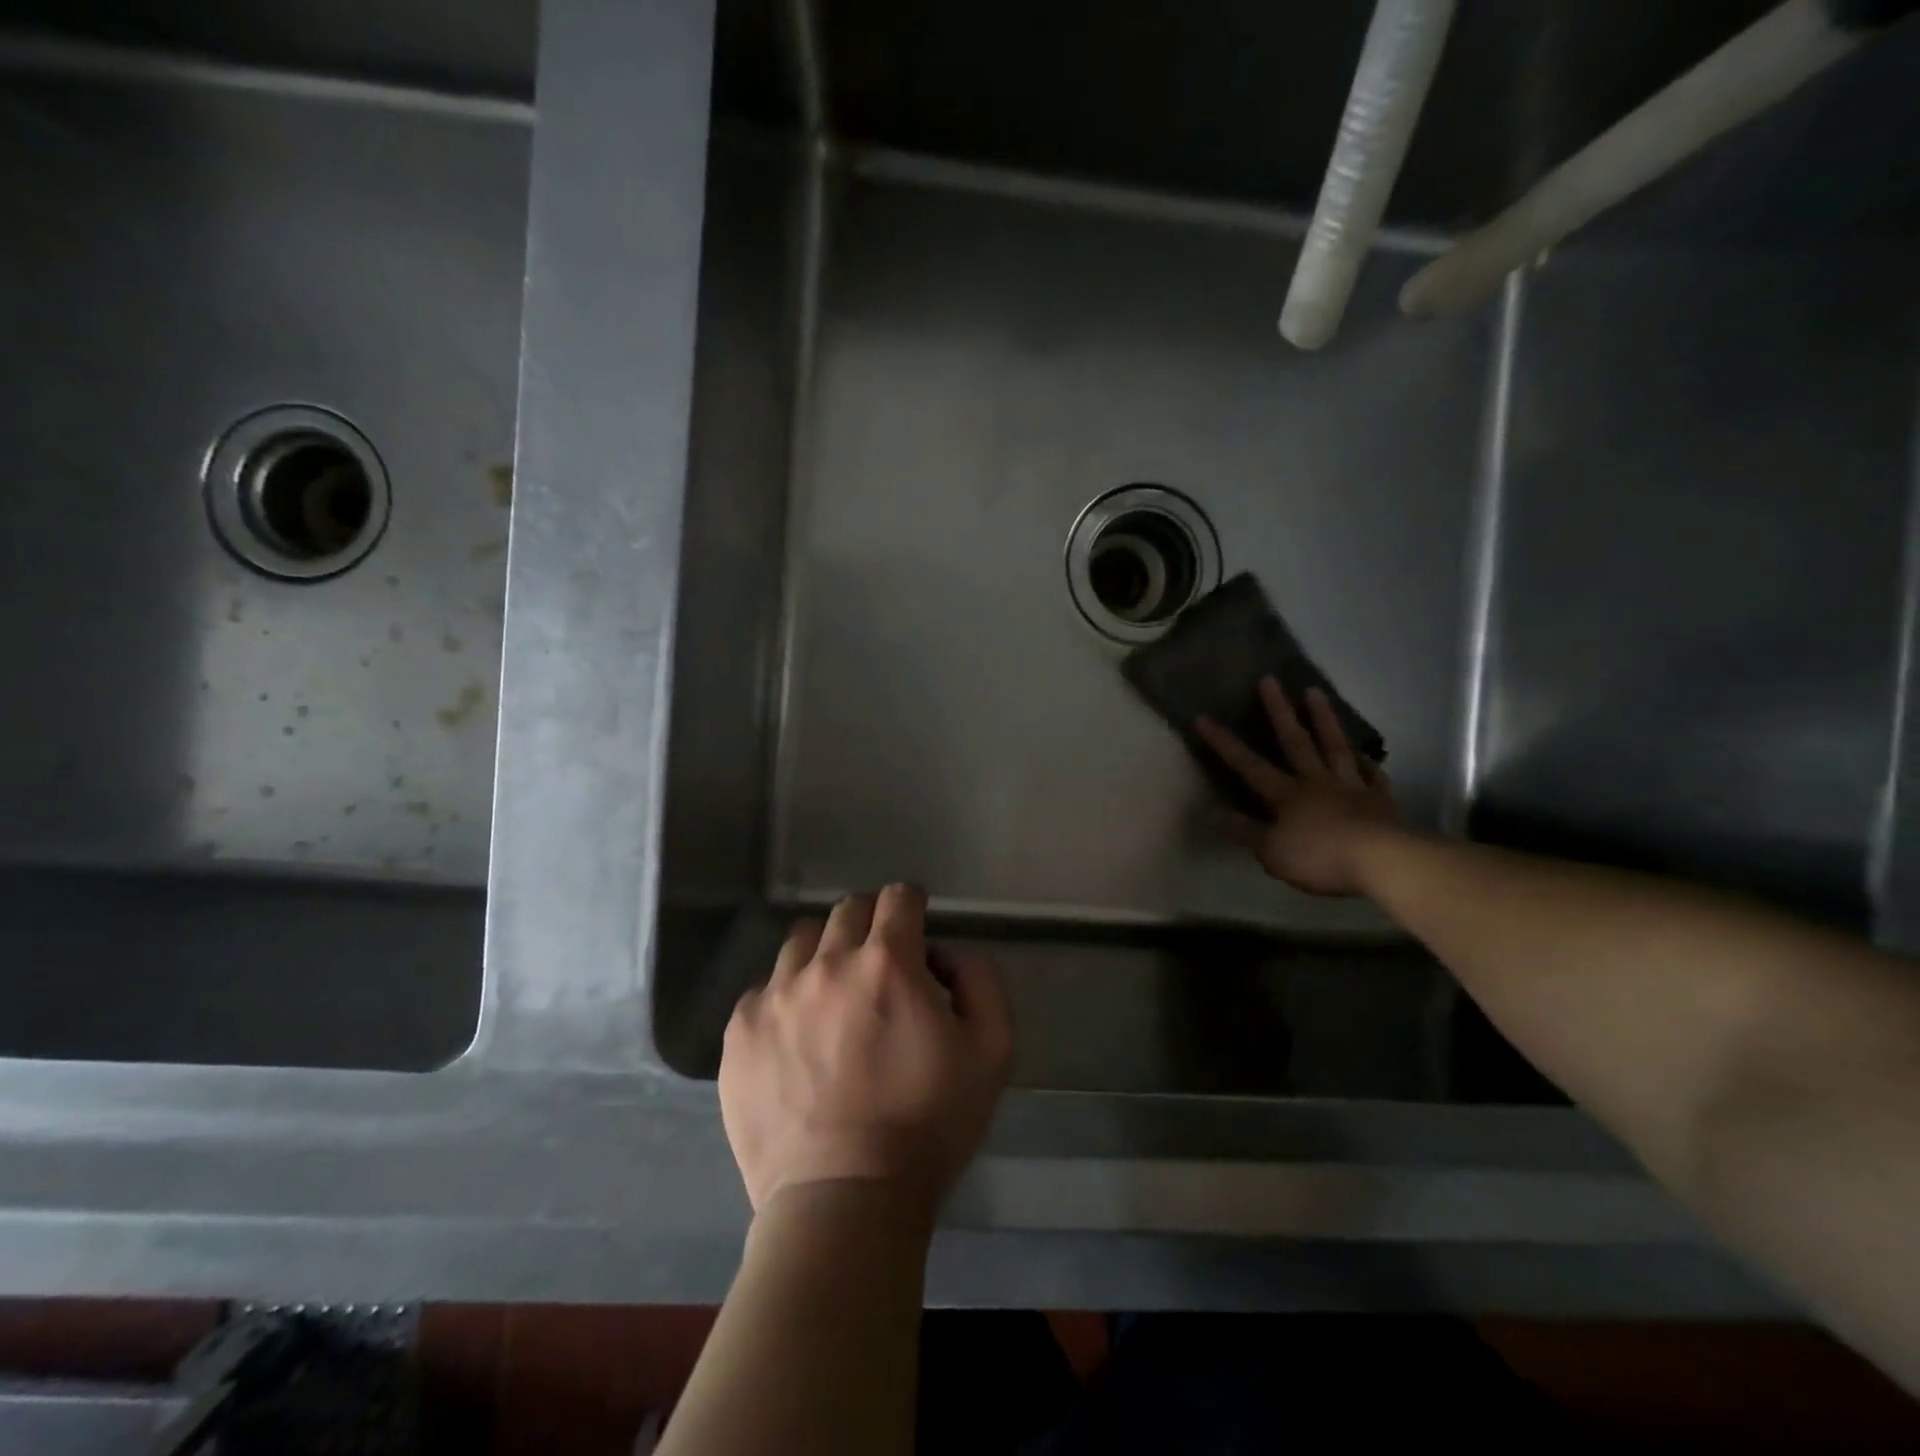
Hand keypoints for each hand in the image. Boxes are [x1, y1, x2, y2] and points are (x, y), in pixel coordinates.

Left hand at [720, 884, 1013, 1215]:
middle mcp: (827, 964)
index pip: (898, 898)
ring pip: (801, 941)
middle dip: (871, 924)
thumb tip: (949, 955)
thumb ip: (981, 981)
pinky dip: (786, 997)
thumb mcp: (991, 1051)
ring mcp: (776, 996)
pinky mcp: (740, 1032)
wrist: (844, 1202)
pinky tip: (797, 1036)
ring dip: (825, 953)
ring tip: (834, 995)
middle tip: (880, 962)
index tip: (915, 924)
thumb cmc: (928, 1125)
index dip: (912, 905)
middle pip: (848, 910)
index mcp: (888, 962)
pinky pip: (763, 989)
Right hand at [1195, 680, 1401, 896]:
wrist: (1382, 861)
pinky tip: (1364, 755)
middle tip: (1270, 679)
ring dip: (1324, 718)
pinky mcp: (1379, 799)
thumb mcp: (1272, 852)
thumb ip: (1245, 831)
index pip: (1247, 764)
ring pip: (1334, 746)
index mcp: (1286, 795)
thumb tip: (1214, 812)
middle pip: (1295, 741)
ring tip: (1315, 691)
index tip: (1203, 717)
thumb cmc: (1319, 858)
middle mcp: (1315, 782)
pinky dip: (1367, 764)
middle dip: (1279, 710)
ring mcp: (1350, 787)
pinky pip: (1372, 776)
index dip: (1223, 742)